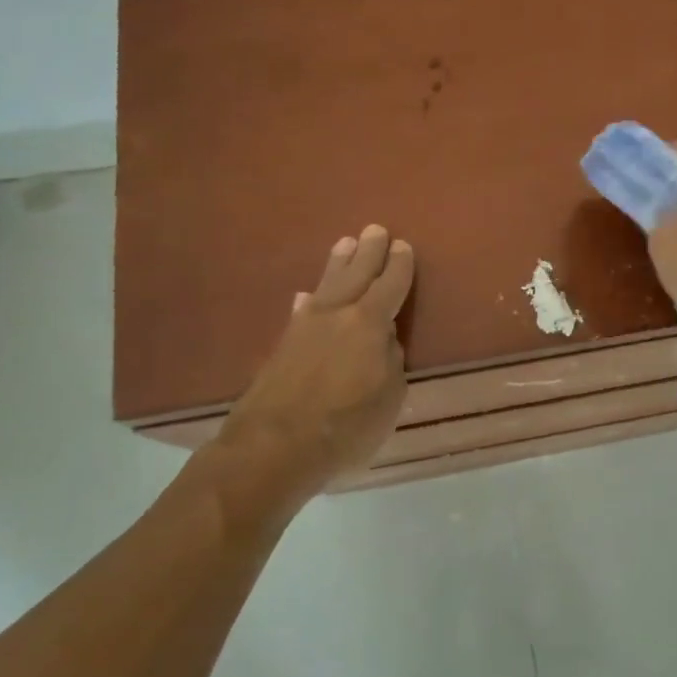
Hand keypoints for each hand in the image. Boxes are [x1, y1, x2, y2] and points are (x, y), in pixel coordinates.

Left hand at [206, 225, 414, 502]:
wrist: (272, 447)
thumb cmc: (345, 425)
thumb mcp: (389, 396)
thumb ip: (391, 361)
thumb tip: (384, 340)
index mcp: (369, 323)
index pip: (390, 286)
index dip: (399, 266)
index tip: (403, 246)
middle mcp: (336, 314)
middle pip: (356, 274)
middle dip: (369, 252)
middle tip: (375, 230)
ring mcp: (304, 327)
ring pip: (326, 285)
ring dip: (338, 265)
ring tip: (344, 244)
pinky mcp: (282, 346)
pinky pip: (302, 310)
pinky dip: (309, 301)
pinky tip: (306, 297)